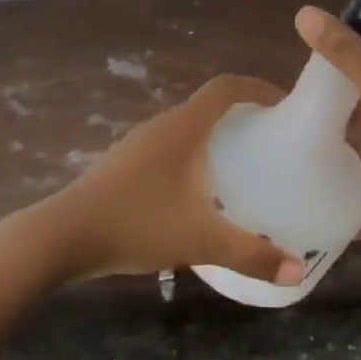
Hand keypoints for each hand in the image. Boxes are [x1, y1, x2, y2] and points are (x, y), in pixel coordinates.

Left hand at [29, 76, 307, 286]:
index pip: (225, 87)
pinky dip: (194, 153)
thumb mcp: (200, 240)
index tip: (284, 103)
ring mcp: (139, 143)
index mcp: (183, 127)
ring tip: (243, 163)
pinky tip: (200, 190)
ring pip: (188, 126)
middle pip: (208, 104)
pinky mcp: (125, 163)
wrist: (63, 235)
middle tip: (271, 138)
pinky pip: (171, 145)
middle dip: (242, 113)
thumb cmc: (137, 223)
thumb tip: (297, 271)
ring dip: (216, 134)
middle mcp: (162, 125)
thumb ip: (251, 254)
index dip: (257, 87)